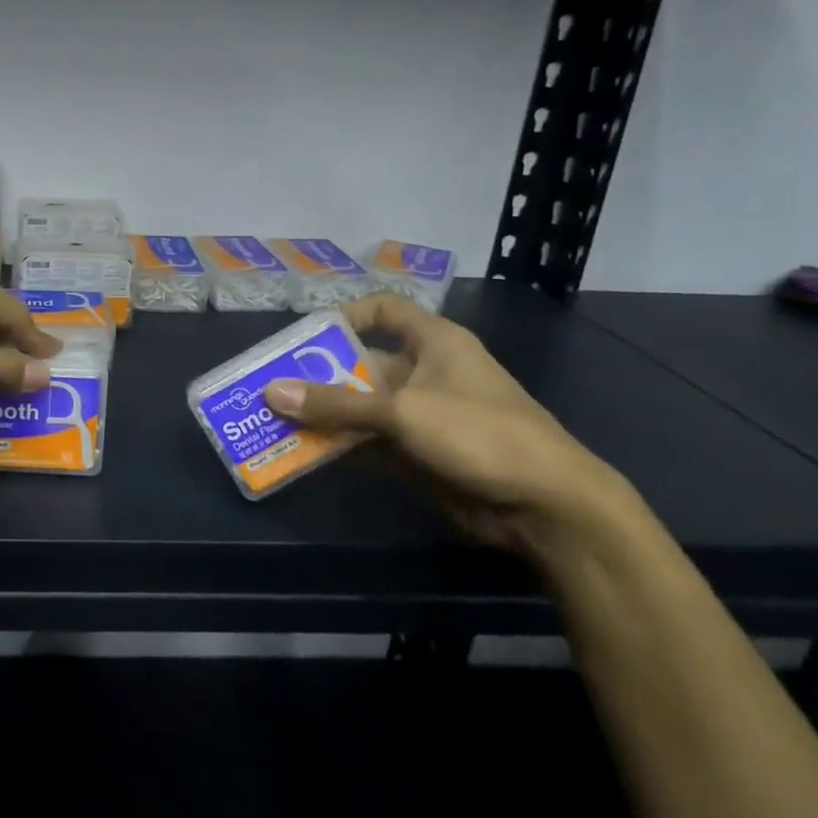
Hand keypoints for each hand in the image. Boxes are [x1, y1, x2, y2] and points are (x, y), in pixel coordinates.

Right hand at [264, 293, 639, 559]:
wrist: (547, 506)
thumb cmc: (479, 433)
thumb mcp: (402, 412)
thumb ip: (336, 404)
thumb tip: (270, 392)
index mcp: (434, 342)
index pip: (384, 310)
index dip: (345, 316)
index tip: (307, 338)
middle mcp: (425, 372)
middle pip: (361, 363)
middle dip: (318, 375)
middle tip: (271, 387)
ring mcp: (422, 415)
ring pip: (360, 406)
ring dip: (323, 414)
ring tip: (275, 420)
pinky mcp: (418, 453)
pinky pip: (368, 441)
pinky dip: (339, 445)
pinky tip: (303, 451)